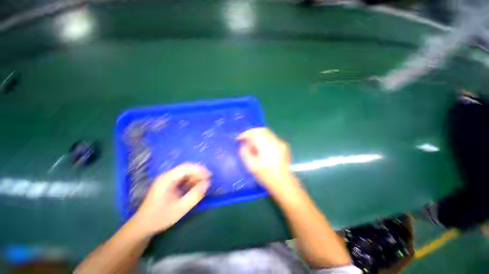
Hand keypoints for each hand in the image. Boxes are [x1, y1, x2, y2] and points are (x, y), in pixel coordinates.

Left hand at [132, 163, 210, 236]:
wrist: (143, 226)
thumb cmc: (160, 217)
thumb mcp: (180, 208)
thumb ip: (195, 195)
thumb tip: (207, 183)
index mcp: (167, 179)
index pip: (186, 167)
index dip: (200, 169)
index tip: (209, 176)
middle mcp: (167, 176)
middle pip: (187, 169)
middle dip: (199, 173)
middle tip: (208, 182)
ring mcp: (168, 180)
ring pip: (186, 173)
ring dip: (196, 177)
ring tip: (203, 186)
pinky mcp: (169, 184)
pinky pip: (183, 179)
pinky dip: (191, 182)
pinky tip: (195, 188)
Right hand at [237, 128, 294, 190]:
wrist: (284, 182)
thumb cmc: (266, 176)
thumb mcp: (252, 167)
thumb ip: (245, 153)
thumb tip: (243, 145)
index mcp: (265, 146)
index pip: (253, 134)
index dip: (244, 135)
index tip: (238, 139)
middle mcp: (274, 141)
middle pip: (261, 130)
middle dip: (251, 132)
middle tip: (244, 138)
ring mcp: (280, 142)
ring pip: (267, 132)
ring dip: (257, 134)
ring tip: (251, 141)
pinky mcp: (283, 145)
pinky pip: (271, 136)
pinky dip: (263, 137)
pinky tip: (260, 145)